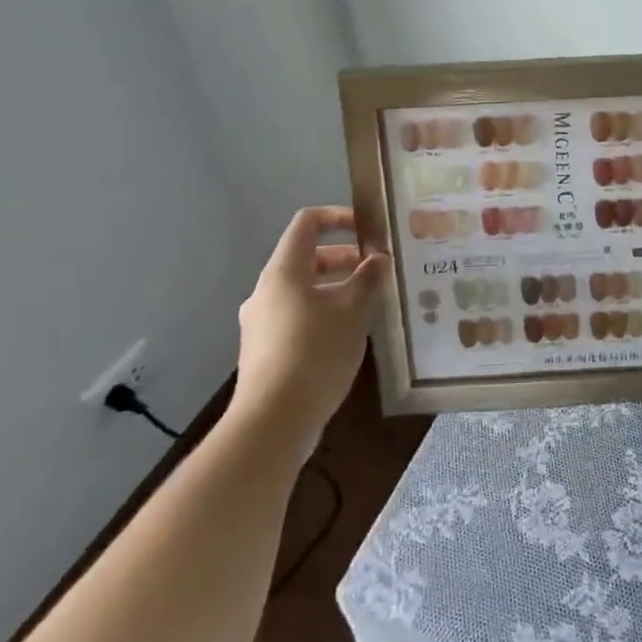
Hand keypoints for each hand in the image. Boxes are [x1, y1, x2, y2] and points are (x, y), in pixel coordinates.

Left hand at [231, 206, 387, 446]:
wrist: (271, 424)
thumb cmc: (314, 353)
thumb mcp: (352, 311)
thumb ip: (367, 279)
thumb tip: (378, 259)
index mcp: (284, 272)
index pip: (307, 223)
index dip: (338, 217)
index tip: (369, 230)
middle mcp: (267, 291)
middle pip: (307, 257)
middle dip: (345, 258)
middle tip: (378, 269)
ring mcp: (262, 323)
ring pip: (304, 290)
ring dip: (337, 288)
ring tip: (370, 303)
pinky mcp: (265, 351)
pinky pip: (298, 316)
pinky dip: (324, 313)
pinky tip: (349, 334)